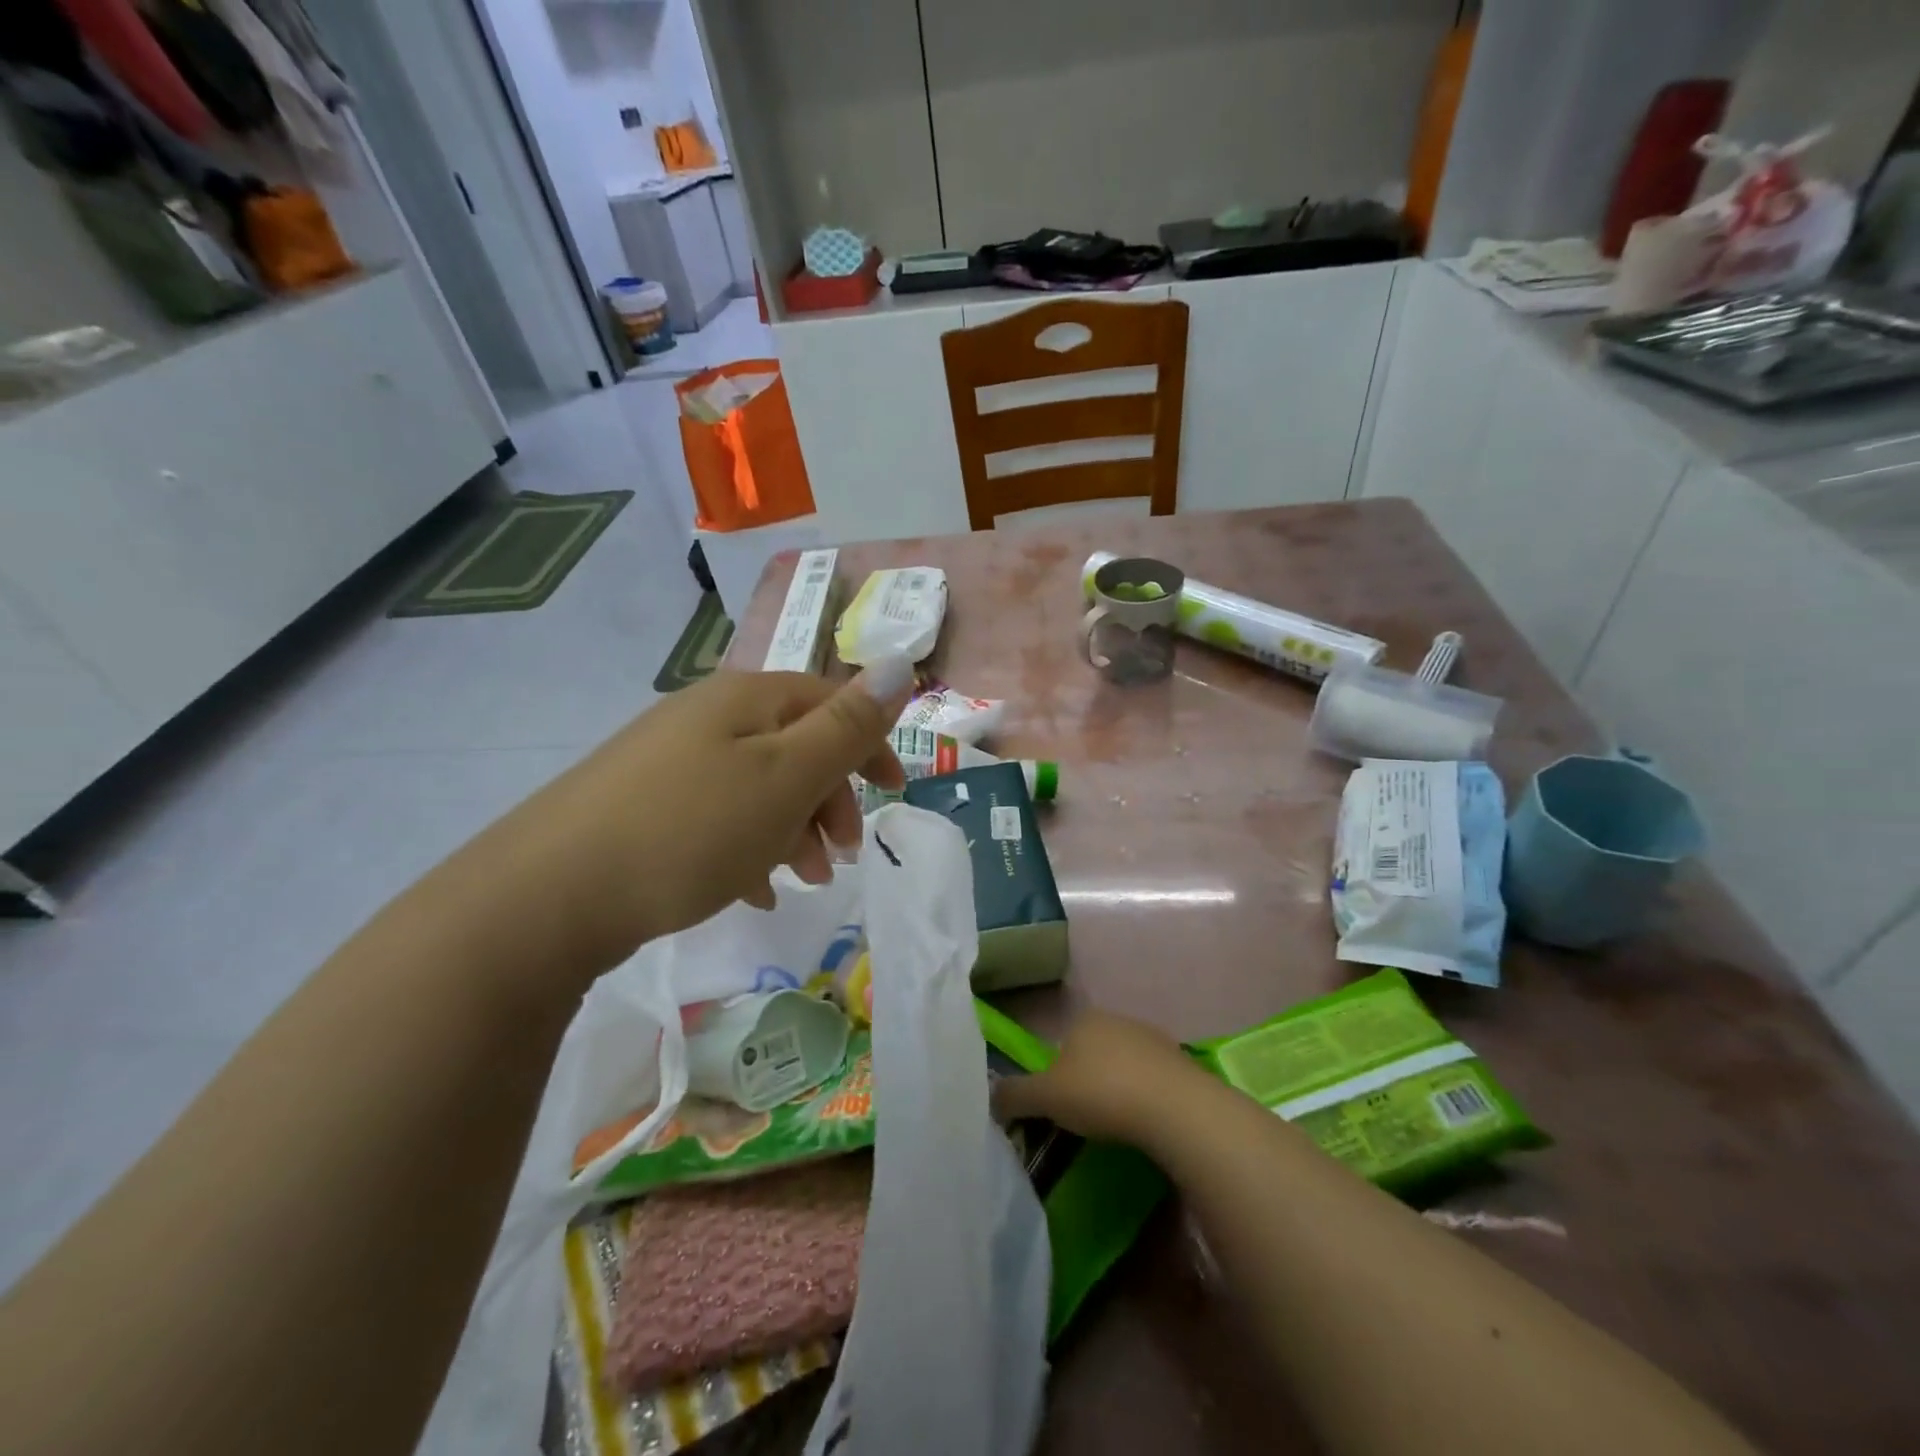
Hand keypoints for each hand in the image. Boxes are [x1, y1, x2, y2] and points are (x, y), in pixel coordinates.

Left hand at [464, 659, 912, 974]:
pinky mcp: (642, 805)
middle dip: (831, 799)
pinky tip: (751, 891)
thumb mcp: (786, 776)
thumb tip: (900, 663)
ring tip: (800, 882)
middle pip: (794, 745)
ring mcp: (668, 760)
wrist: (548, 894)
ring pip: (758, 786)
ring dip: (794, 829)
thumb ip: (847, 726)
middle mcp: (707, 716)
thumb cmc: (691, 829)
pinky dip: (748, 847)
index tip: (895, 794)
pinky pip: (718, 817)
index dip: (869, 743)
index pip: (829, 701)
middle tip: (843, 856)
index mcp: (746, 699)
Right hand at [992, 1010, 1201, 1147]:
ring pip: (1124, 1065)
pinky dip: (1146, 1097)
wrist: (1175, 1107)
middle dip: (1087, 1081)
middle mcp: (1116, 1019)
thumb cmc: (1101, 1093)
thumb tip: (990, 1097)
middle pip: (1092, 1053)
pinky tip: (1146, 1123)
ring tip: (1117, 1126)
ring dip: (1118, 1089)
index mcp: (1083, 1019)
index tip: (1060, 1108)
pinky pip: (1152, 1080)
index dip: (1055, 1076)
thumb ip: (1014, 1095)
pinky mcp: (1180, 1061)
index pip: (1060, 1045)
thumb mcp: (1046, 1098)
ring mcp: (1152, 1038)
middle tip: (1086, 1120)